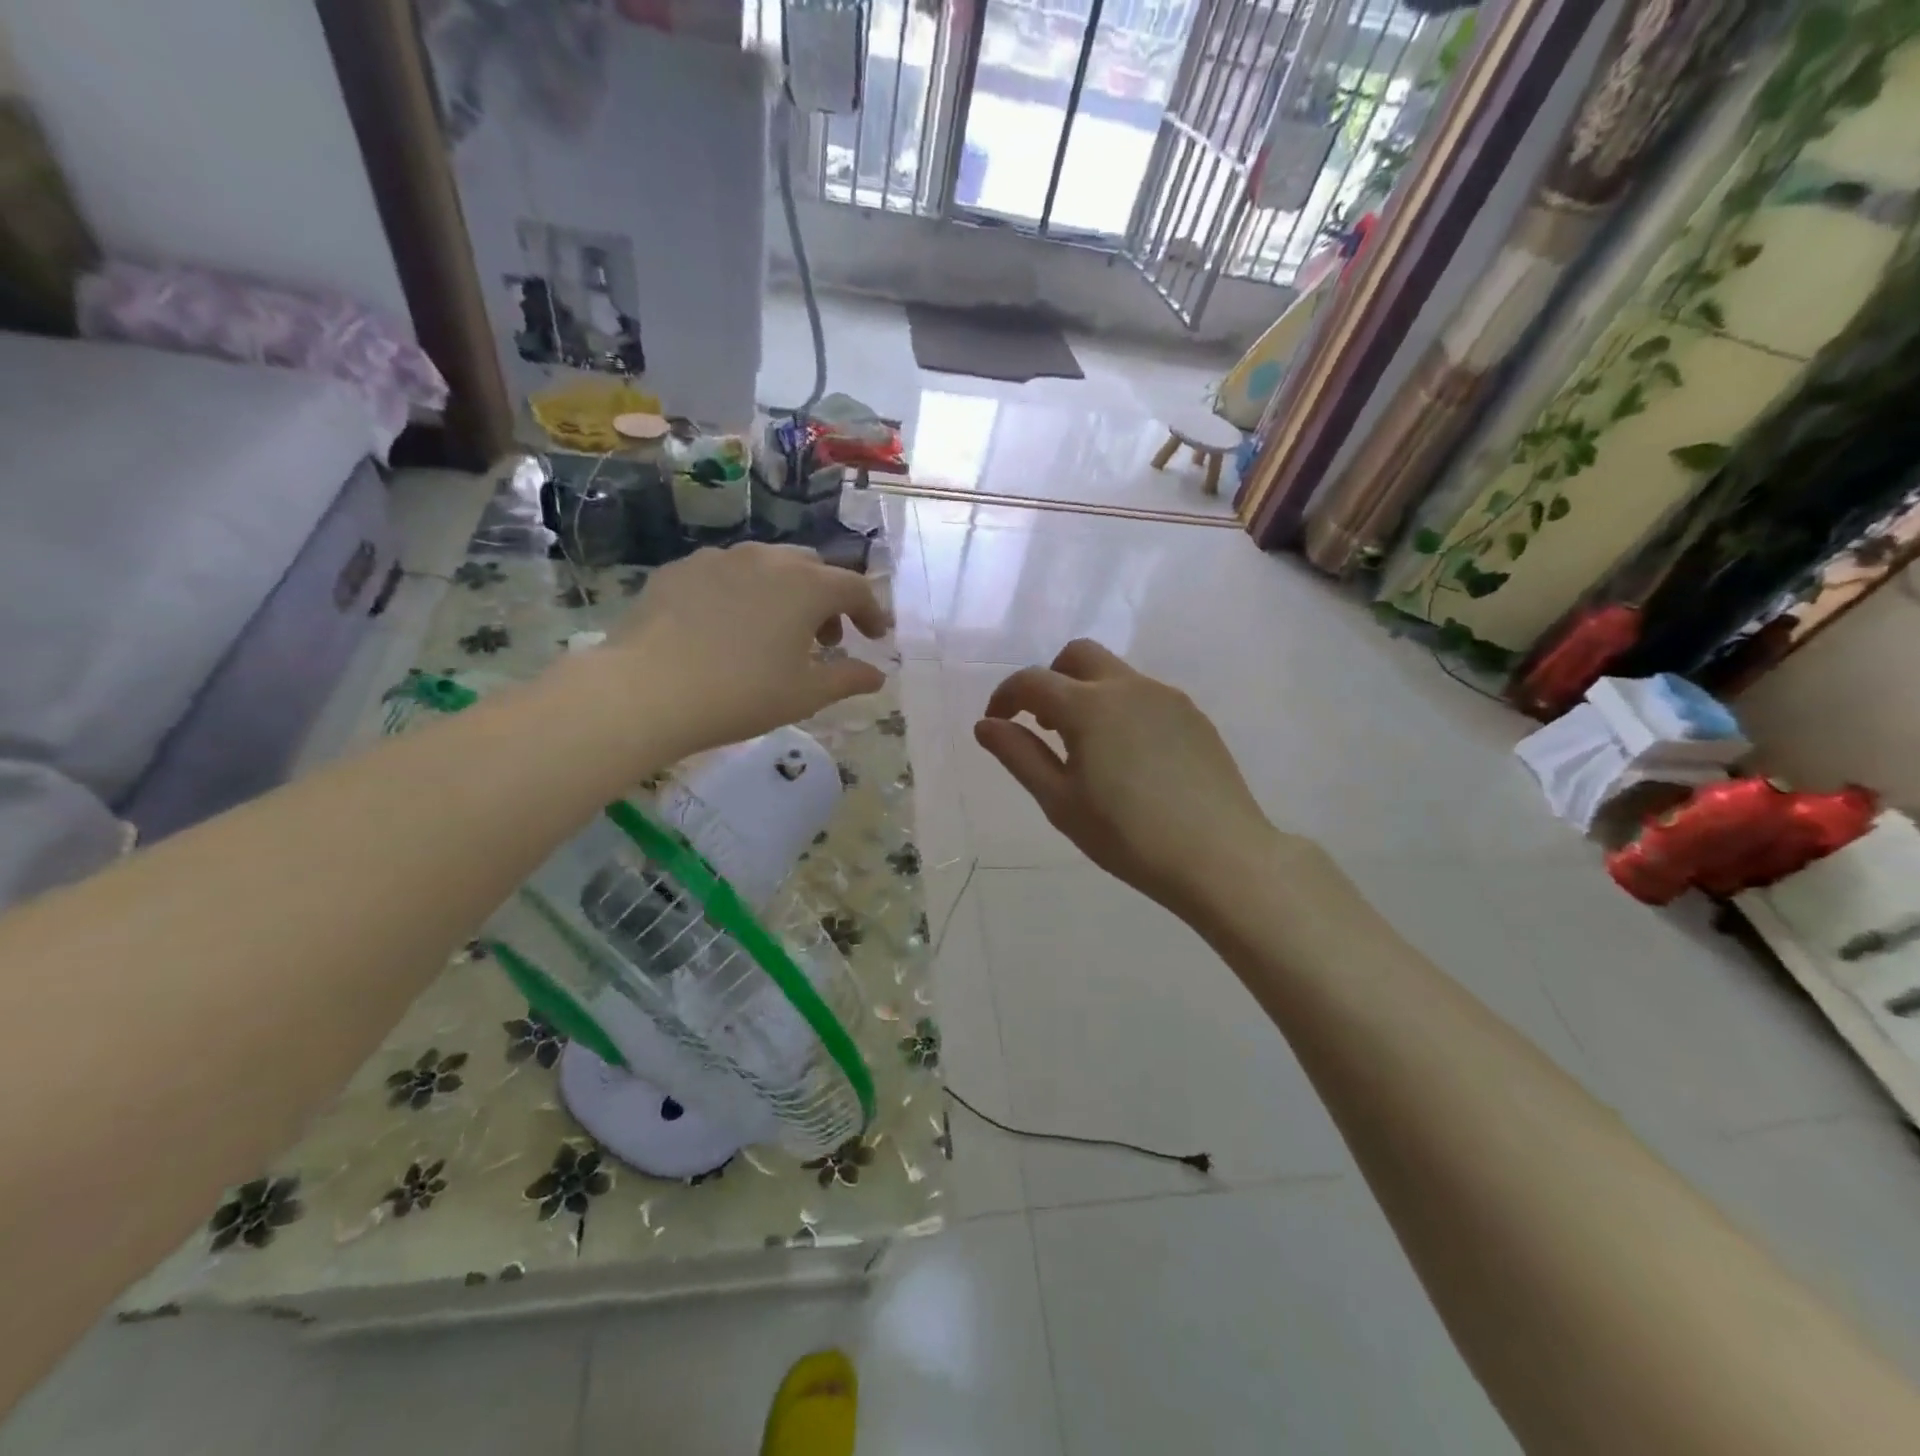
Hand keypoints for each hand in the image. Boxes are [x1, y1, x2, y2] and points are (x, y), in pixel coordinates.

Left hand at [611, 544, 890, 759]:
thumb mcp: (805, 695)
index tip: (875, 637)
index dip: (871, 611)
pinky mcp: (681, 569)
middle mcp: (767, 559)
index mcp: (806, 585)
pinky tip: (728, 627)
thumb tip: (877, 675)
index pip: (855, 587)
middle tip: (826, 640)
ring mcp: (720, 559)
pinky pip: (726, 574)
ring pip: (768, 566)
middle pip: (813, 569)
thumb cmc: (741, 694)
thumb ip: (848, 679)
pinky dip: (743, 594)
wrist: (647, 690)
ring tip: (776, 633)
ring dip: (786, 594)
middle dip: (828, 601)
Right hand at [975, 640, 1284, 918]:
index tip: (997, 723)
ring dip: (1086, 693)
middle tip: (1043, 724)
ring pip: (1114, 674)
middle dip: (1050, 679)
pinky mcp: (1194, 716)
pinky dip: (1120, 709)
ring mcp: (1167, 698)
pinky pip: (1145, 695)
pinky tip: (1129, 758)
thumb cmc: (1128, 836)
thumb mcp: (1060, 801)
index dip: (1005, 696)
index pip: (1032, 680)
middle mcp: (1129, 686)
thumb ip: (1019, 755)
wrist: (1220, 857)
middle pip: (1077, 655)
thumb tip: (986, 725)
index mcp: (1089, 705)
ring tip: (1086, 748)